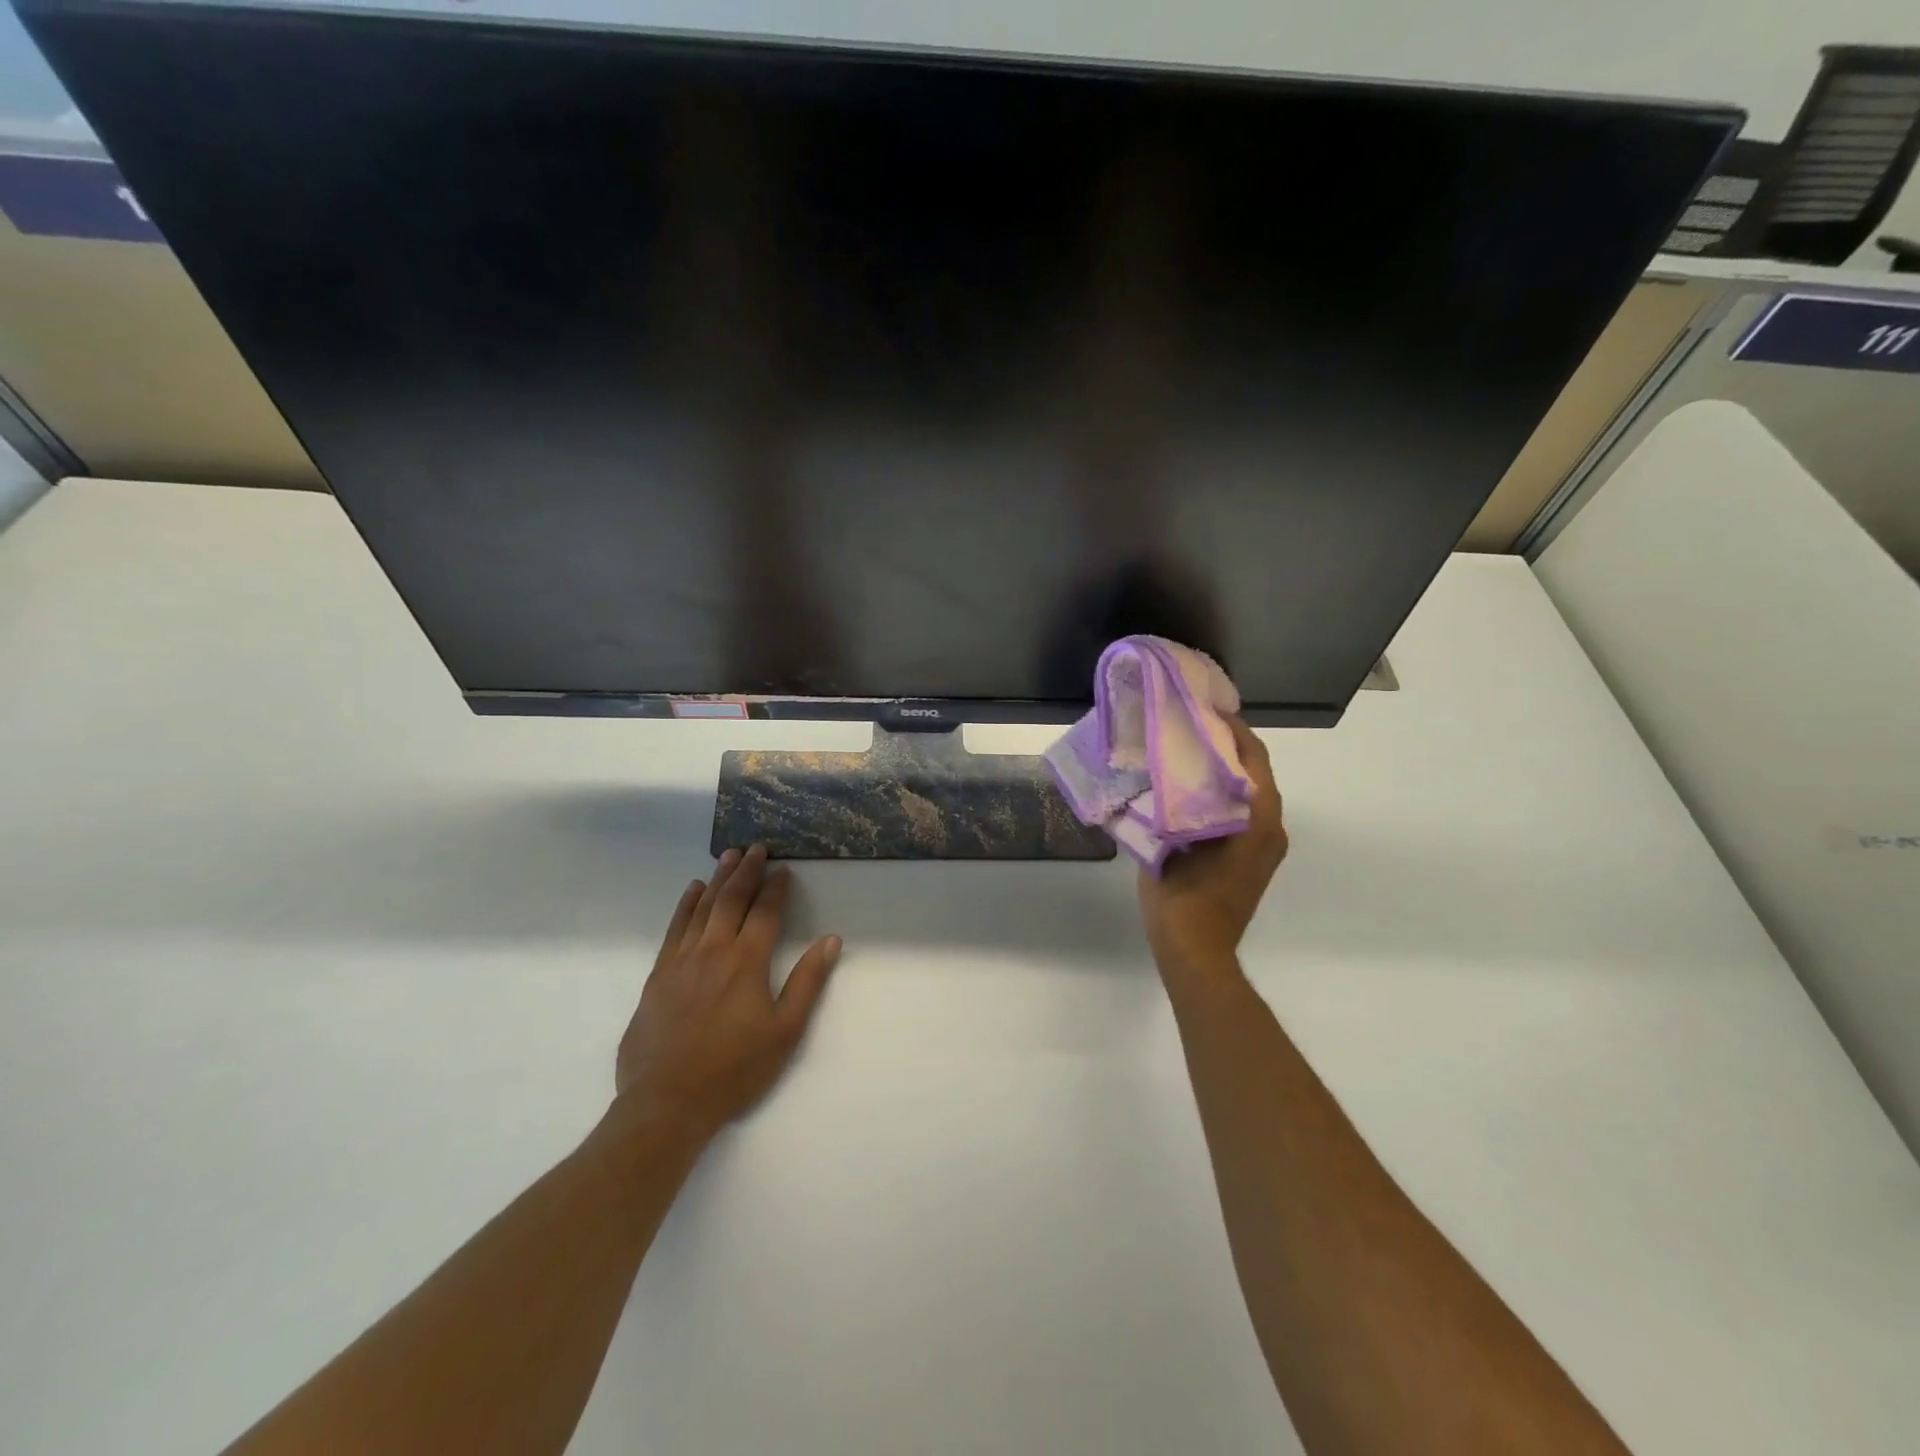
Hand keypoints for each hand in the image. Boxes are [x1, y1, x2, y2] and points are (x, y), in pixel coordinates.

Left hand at [614, 845, 841, 1141]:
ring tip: (728, 856)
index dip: (776, 888)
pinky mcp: (657, 976)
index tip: (784, 869)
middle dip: (746, 871)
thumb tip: (830, 940)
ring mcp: (681, 961)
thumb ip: (808, 982)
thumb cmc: (735, 1069)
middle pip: (732, 900)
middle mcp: (713, 951)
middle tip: (756, 848)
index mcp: (747, 962)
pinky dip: (685, 906)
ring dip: (717, 879)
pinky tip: (691, 892)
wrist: (667, 1103)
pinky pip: (674, 929)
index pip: (765, 912)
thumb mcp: (785, 1031)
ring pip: (702, 908)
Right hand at [1138, 718, 1288, 984]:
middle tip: (1190, 729)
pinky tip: (1190, 793)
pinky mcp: (1254, 861)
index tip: (1207, 710)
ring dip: (1224, 773)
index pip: (1252, 758)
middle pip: (1254, 773)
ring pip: (1249, 794)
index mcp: (1256, 817)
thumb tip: (1164, 772)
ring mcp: (1265, 846)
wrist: (1196, 949)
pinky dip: (1223, 796)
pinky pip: (1243, 814)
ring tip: (1187, 755)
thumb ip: (1172, 803)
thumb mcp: (1169, 841)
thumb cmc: (1182, 894)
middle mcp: (1270, 827)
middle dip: (1226, 748)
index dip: (1233, 730)